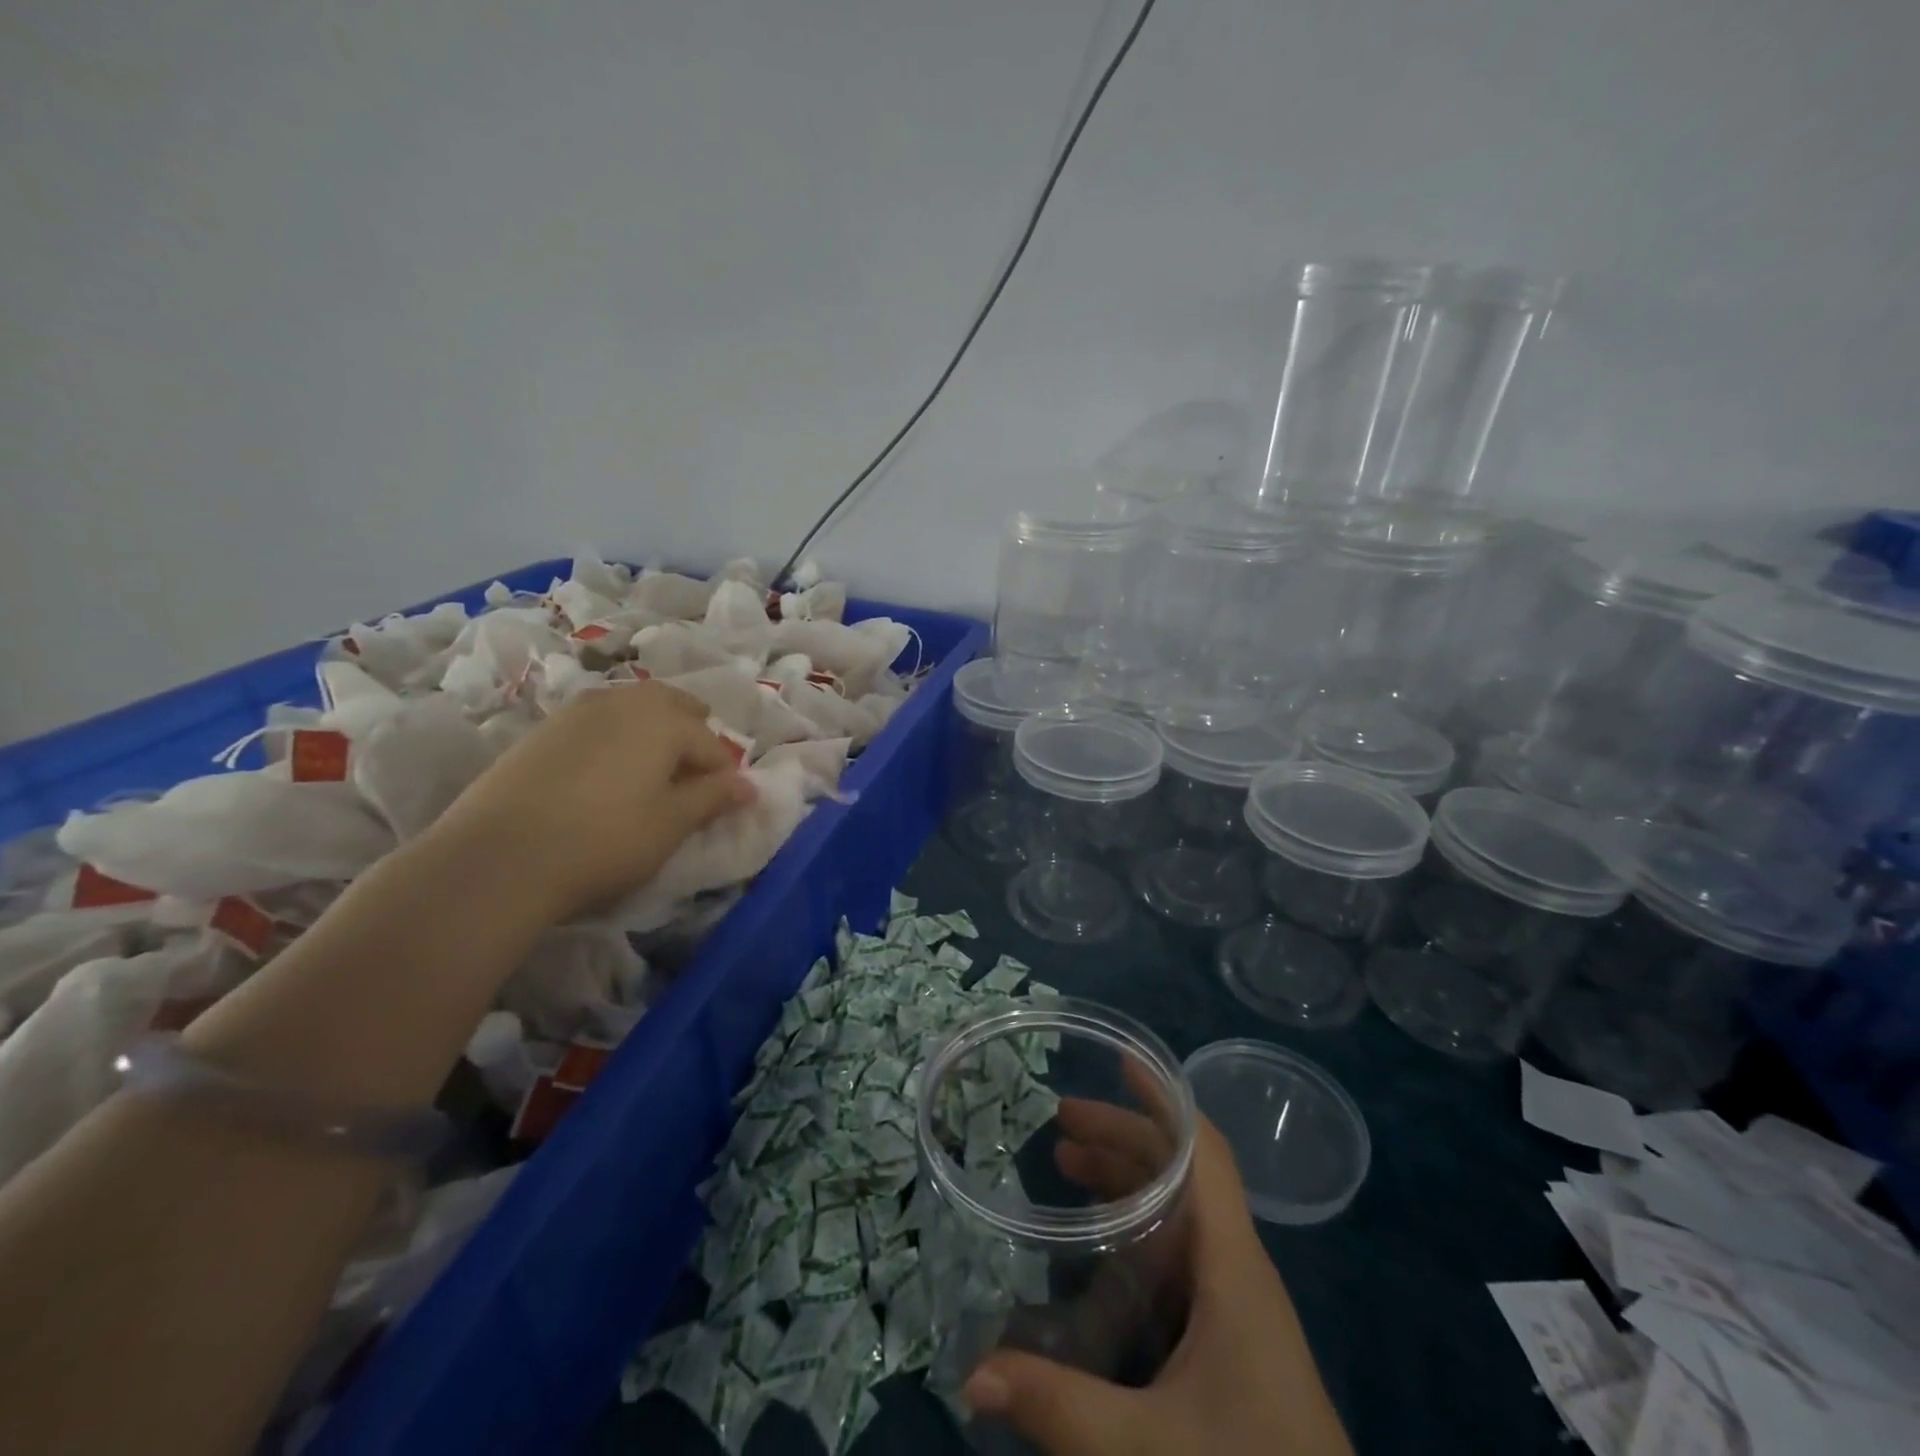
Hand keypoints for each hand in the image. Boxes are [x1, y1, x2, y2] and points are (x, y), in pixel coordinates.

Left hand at [430, 682, 752, 922]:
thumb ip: (714, 798)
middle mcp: (623, 701)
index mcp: (663, 719)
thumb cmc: (605, 839)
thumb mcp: (671, 824)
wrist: (498, 857)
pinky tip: (606, 774)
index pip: (711, 743)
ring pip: (632, 708)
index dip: (724, 775)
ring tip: (652, 772)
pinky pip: (597, 722)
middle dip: (692, 733)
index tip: (725, 804)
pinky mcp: (542, 730)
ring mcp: (577, 711)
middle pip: (672, 706)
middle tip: (694, 773)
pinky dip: (615, 738)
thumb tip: (750, 785)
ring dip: (652, 731)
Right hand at [964, 1113, 1352, 1455]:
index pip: (1204, 1152)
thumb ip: (1058, 1407)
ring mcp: (1237, 1301)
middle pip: (1181, 1172)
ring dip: (1127, 1177)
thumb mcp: (1146, 1450)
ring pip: (1180, 1210)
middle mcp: (1237, 1267)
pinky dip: (1138, 1224)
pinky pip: (1180, 1250)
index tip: (1120, 1061)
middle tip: (1058, 1123)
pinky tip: (1100, 1241)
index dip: (1165, 1100)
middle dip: (1122, 1136)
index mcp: (1232, 1266)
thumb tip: (970, 1373)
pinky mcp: (1232, 1334)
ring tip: (1066, 1163)